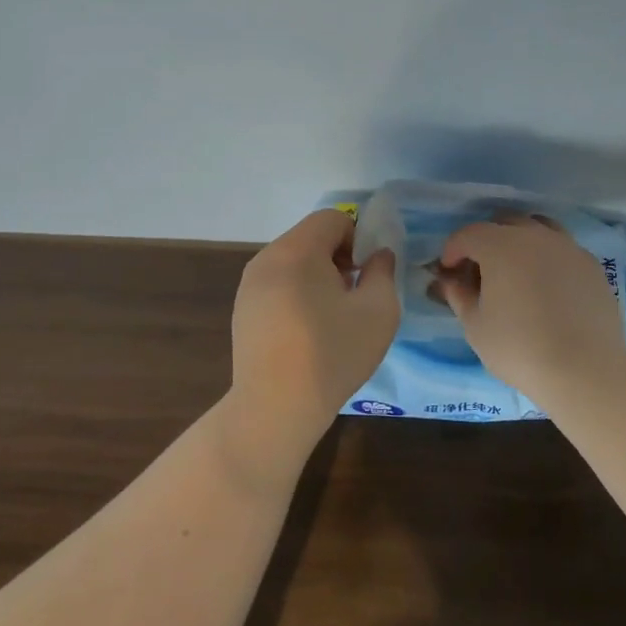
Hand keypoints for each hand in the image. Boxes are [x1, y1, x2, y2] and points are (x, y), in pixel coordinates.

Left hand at [230, 210, 399, 440]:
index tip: (366, 274)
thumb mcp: (378, 310)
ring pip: (293, 262)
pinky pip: (277, 285)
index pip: (332, 218)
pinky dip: (297, 294)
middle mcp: (267, 258)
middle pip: (310, 237)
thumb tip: (377, 256)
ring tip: (333, 317)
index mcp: (297, 250)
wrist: (275, 408)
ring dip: (318, 276)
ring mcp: (249, 286)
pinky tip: (307, 333)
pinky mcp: (243, 311)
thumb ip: (383, 271)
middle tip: (354, 295)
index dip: (358, 238)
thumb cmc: (332, 353)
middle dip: (338, 257)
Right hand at [436, 214, 625, 394]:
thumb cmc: (519, 348)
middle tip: (480, 270)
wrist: (585, 370)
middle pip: (504, 223)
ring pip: (538, 229)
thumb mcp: (476, 326)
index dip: (453, 250)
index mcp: (501, 246)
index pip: (468, 234)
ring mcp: (568, 247)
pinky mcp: (592, 265)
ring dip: (520, 242)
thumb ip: (459, 296)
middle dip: (486, 241)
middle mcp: (535, 236)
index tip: (449, 272)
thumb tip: (450, 281)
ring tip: (516, 272)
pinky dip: (548, 258)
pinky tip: (547, 287)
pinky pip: (563, 249)